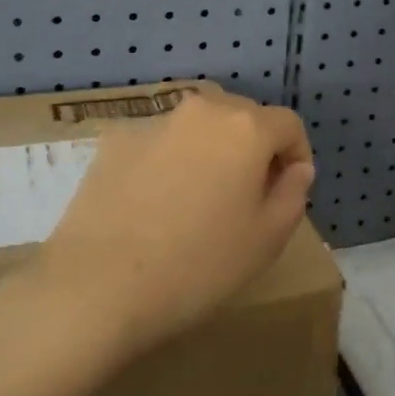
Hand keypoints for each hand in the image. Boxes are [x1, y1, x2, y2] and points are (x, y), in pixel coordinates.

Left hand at [27, 87, 315, 362]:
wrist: (97, 285)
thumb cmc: (198, 265)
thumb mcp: (267, 239)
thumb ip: (293, 193)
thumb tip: (295, 168)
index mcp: (245, 127)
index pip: (288, 125)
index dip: (297, 155)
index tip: (289, 189)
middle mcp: (201, 110)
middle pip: (242, 117)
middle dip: (254, 148)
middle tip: (247, 195)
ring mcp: (153, 122)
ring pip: (198, 127)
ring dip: (210, 151)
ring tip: (198, 199)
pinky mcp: (114, 141)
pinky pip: (158, 143)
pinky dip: (168, 161)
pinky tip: (154, 204)